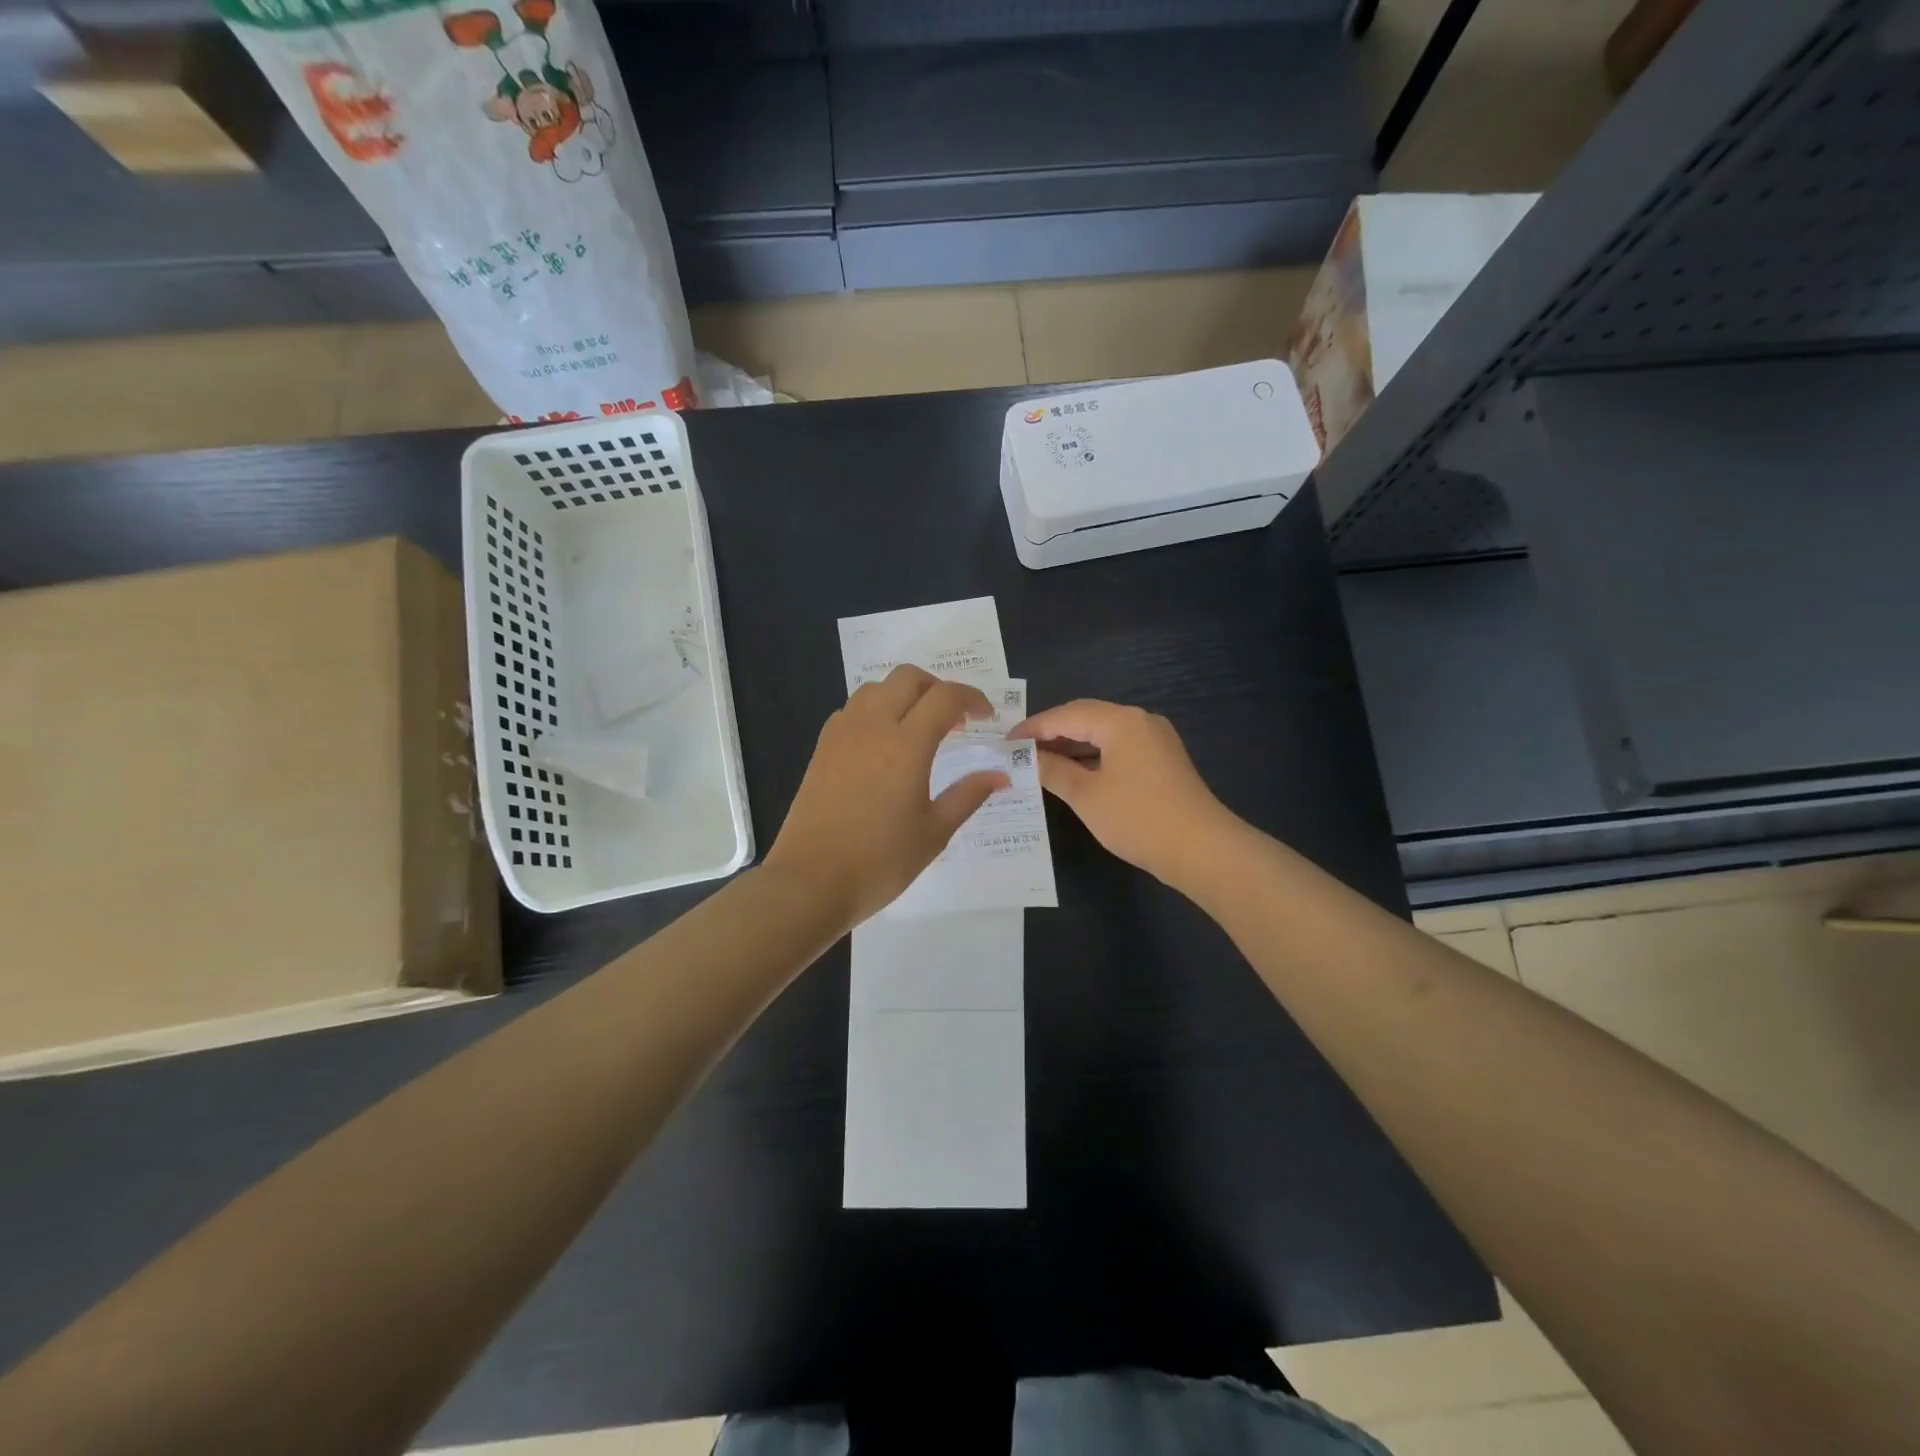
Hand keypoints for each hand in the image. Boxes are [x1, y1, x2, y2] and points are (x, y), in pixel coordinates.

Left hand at [766, 665, 1009, 928]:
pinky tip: (884, 745)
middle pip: (908, 677)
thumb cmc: (880, 862)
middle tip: (954, 719)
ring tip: (919, 729)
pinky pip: (853, 710)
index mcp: (906, 745)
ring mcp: (842, 734)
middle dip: (937, 688)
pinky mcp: (822, 748)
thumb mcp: (934, 832)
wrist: (810, 882)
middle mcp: (872, 726)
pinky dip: (876, 711)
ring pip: (876, 688)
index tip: (986, 718)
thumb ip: (968, 795)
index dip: (972, 699)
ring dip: (904, 695)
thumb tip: (1000, 775)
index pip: (945, 697)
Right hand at [1011, 699, 1235, 888]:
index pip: (1067, 714)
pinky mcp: (1162, 760)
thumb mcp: (1086, 795)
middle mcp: (1140, 721)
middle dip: (1052, 734)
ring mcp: (1155, 740)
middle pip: (1086, 718)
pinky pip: (1119, 748)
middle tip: (1019, 751)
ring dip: (1072, 746)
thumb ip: (1053, 771)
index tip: (1006, 742)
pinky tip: (1074, 774)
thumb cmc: (1137, 818)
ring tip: (1039, 763)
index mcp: (1120, 721)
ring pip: (1103, 734)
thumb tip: (1027, 758)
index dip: (1033, 728)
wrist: (1202, 850)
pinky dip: (1093, 757)